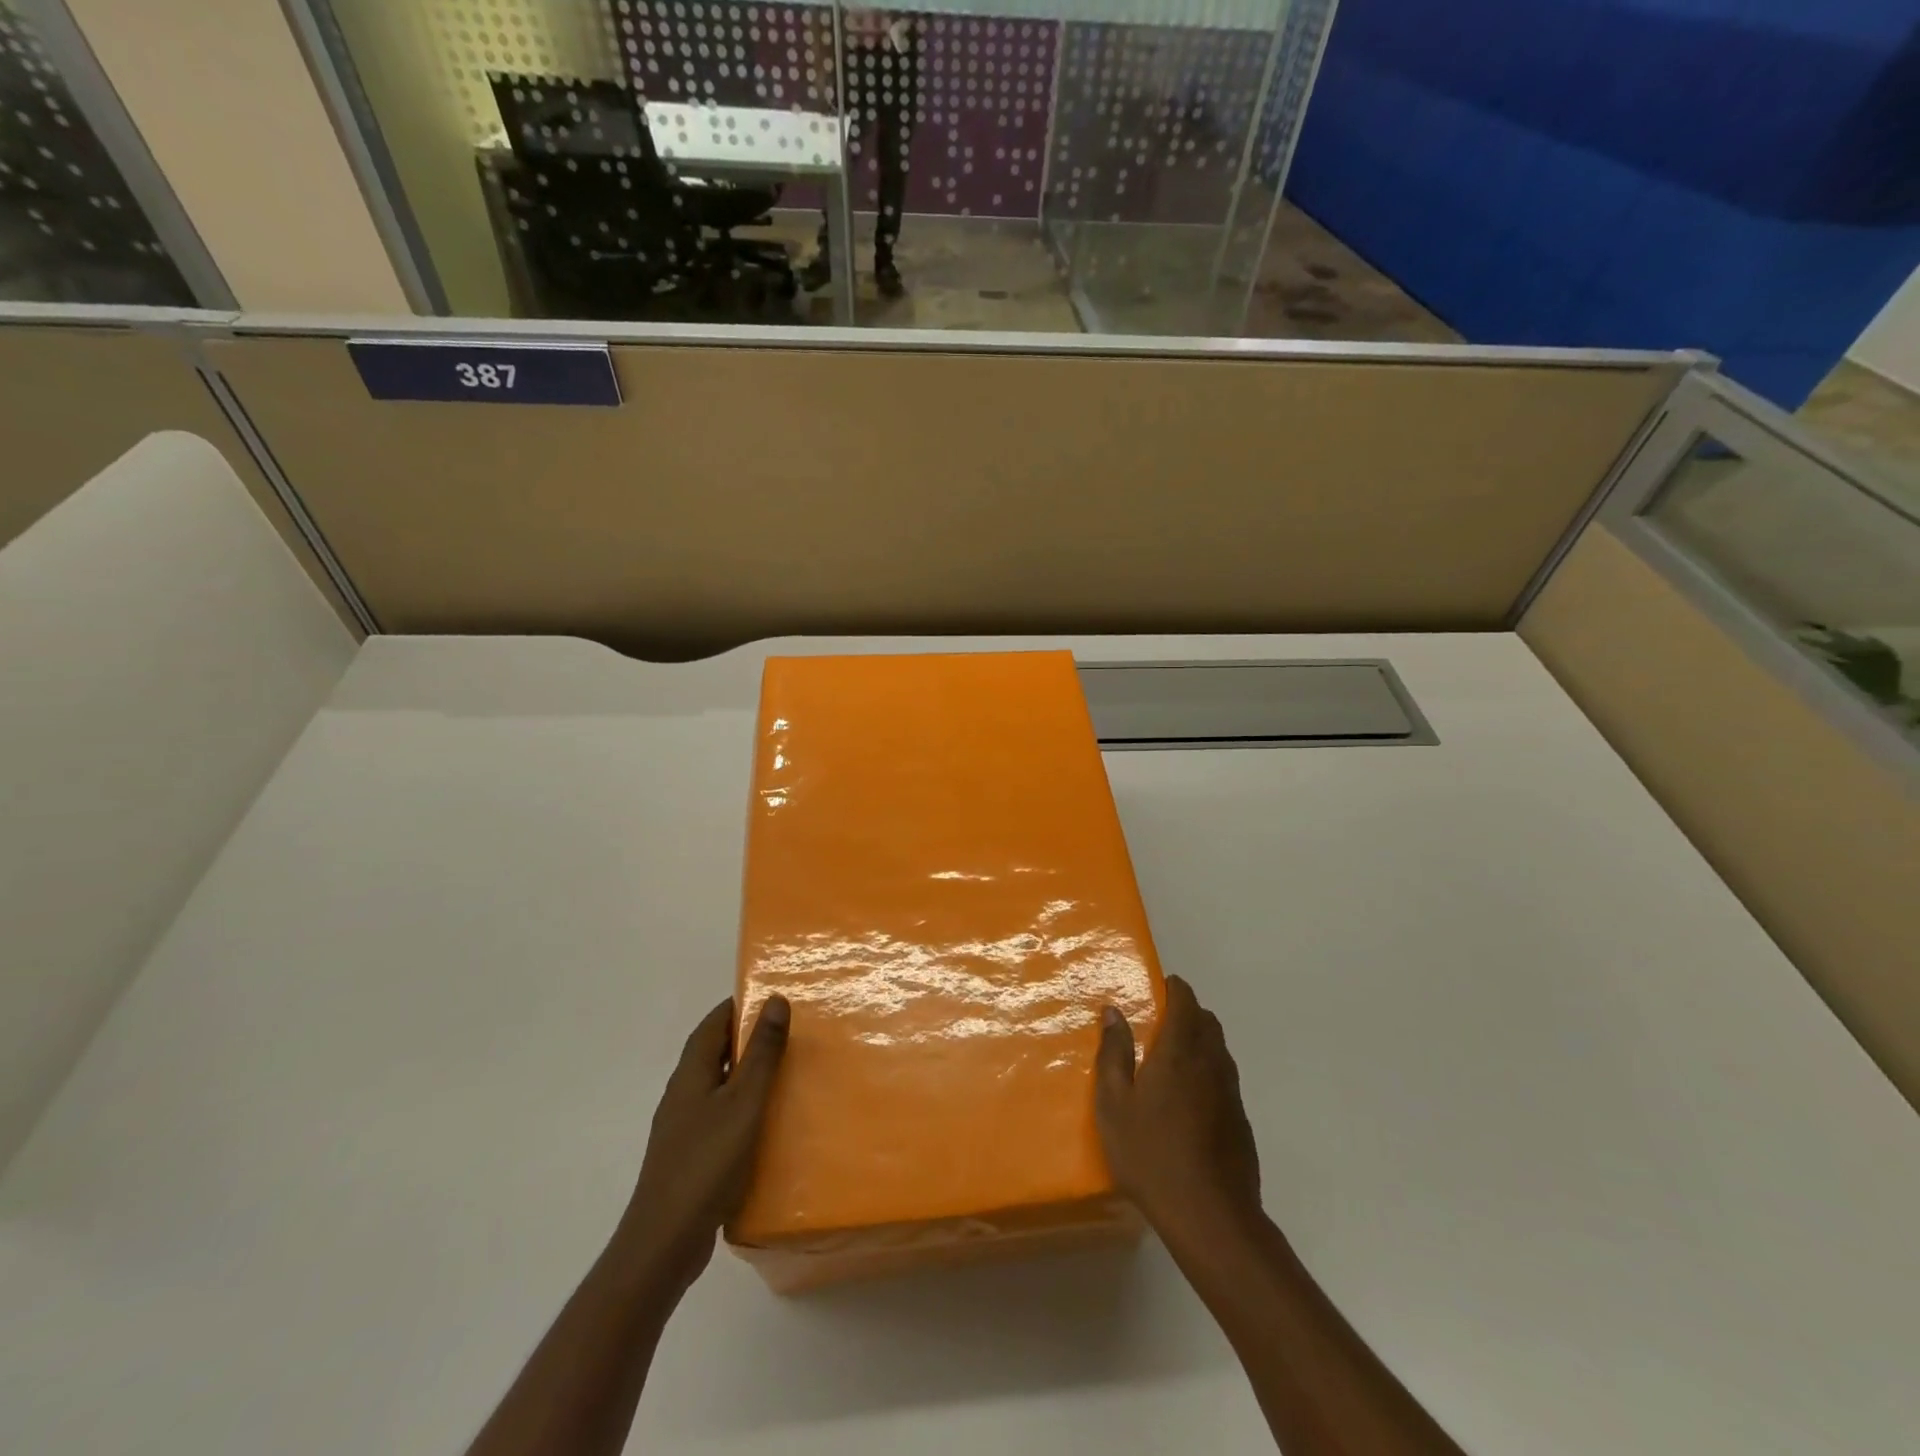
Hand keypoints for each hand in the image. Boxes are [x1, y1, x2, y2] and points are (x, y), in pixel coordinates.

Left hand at [620, 995, 789, 1293]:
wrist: (664, 1243)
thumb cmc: (706, 1163)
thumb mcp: (744, 1102)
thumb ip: (761, 1052)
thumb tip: (775, 1000)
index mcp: (691, 1073)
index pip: (714, 1022)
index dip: (741, 1005)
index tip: (775, 998)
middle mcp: (683, 1093)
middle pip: (715, 1052)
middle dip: (749, 1038)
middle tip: (791, 1033)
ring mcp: (683, 1127)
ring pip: (719, 1086)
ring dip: (747, 1075)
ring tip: (787, 1074)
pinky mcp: (690, 1156)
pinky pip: (720, 1117)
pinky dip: (744, 1108)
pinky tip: (767, 1124)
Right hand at [1096, 976, 1261, 1242]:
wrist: (1211, 1217)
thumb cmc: (1151, 1154)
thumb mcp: (1113, 1104)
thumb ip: (1113, 1054)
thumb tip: (1114, 1012)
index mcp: (1180, 1051)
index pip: (1185, 1001)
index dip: (1173, 988)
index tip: (1156, 987)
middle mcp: (1212, 1062)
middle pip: (1207, 1021)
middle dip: (1186, 1011)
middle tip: (1158, 1022)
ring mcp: (1231, 1093)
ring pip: (1219, 1049)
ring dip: (1199, 1040)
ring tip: (1170, 1059)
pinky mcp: (1241, 1121)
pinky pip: (1224, 1078)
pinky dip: (1208, 1071)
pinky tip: (1188, 1101)